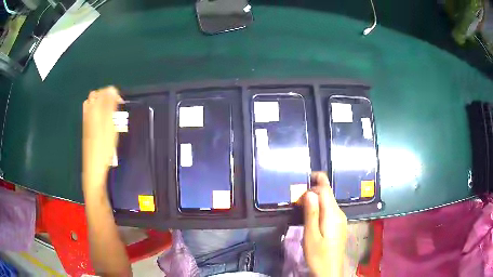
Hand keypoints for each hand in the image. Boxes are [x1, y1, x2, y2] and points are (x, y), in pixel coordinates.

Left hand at [82, 86, 122, 193]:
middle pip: (96, 96)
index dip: (113, 93)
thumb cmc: (103, 146)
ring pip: (93, 105)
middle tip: (116, 106)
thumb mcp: (110, 125)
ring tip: (111, 113)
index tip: (121, 102)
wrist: (94, 166)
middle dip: (107, 97)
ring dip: (102, 104)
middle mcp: (88, 112)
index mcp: (94, 109)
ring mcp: (86, 121)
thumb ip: (110, 106)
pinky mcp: (87, 129)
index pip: (103, 92)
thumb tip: (112, 89)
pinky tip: (105, 122)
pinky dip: (99, 113)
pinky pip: (91, 114)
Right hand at [302, 172, 346, 276]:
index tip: (303, 179)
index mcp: (333, 214)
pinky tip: (311, 215)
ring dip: (315, 200)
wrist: (329, 271)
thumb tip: (309, 193)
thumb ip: (311, 213)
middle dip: (313, 190)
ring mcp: (340, 219)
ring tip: (300, 204)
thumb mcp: (311, 236)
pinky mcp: (338, 225)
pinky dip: (319, 208)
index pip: (326, 189)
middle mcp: (339, 213)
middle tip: (296, 196)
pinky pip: (329, 210)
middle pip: (328, 194)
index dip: (316, 180)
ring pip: (328, 202)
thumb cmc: (318, 255)